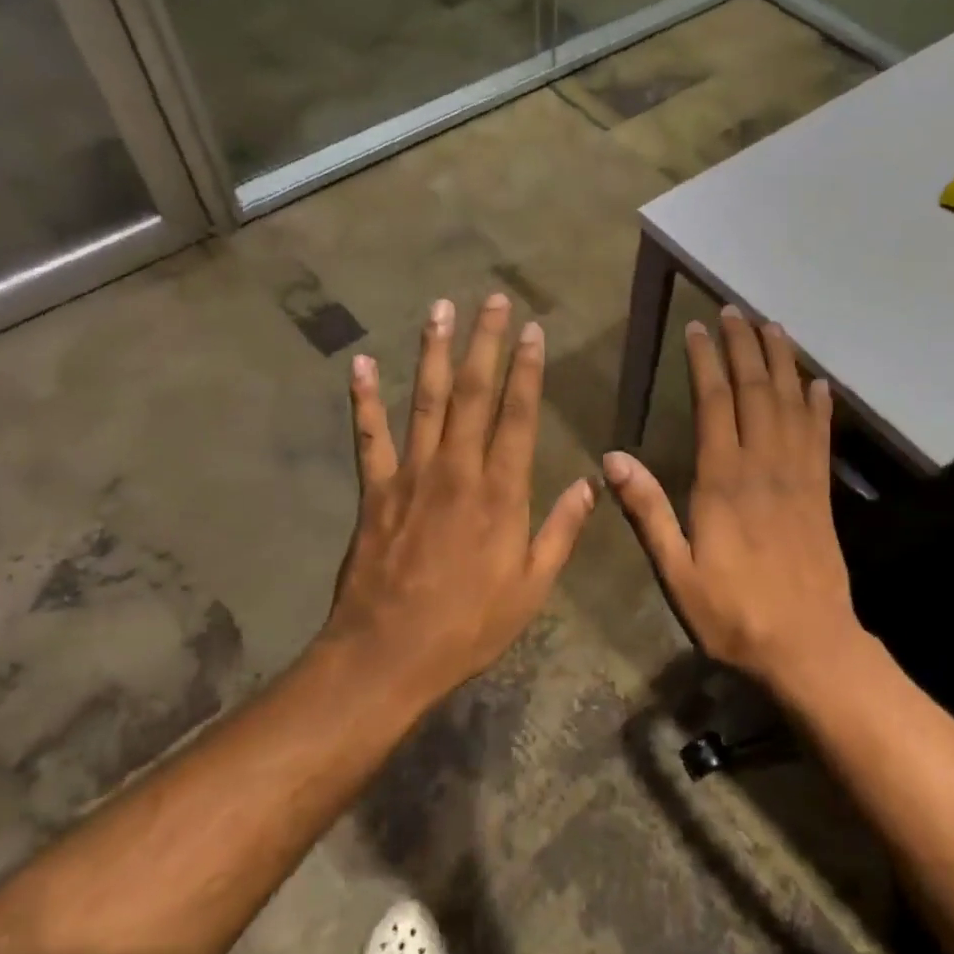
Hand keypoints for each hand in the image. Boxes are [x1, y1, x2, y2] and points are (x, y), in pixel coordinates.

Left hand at [324, 294, 595, 703]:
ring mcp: (411, 475)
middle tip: (490, 300)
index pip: (518, 415)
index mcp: (501, 492)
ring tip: (438, 309)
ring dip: (432, 352)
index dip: (527, 370)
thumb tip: (592, 483)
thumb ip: (562, 530)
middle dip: (484, 343)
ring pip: (423, 400)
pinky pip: (369, 435)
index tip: (532, 331)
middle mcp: (457, 470)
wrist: (389, 654)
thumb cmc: (469, 625)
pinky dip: (363, 398)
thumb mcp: (533, 587)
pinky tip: (360, 363)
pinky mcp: (375, 490)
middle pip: (472, 393)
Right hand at [603, 306, 869, 691]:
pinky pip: (821, 438)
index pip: (714, 404)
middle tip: (734, 310)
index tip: (696, 327)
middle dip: (743, 346)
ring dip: (782, 362)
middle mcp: (764, 466)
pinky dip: (820, 406)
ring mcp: (798, 477)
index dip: (705, 361)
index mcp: (723, 481)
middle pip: (755, 391)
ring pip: (791, 404)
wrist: (808, 646)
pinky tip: (819, 384)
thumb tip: (612, 458)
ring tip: (773, 327)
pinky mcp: (821, 494)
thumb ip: (648, 512)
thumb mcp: (676, 572)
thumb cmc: (733, 613)